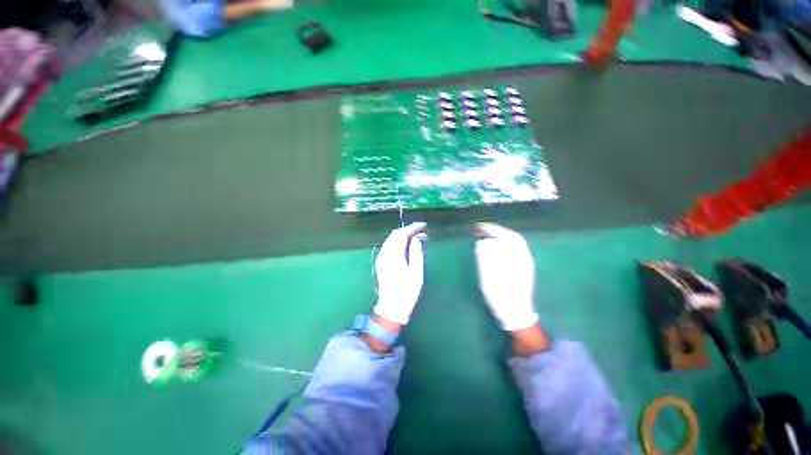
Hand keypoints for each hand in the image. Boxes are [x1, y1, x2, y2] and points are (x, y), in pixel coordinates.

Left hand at [372, 222, 427, 325]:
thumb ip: (416, 252)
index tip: (423, 225)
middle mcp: (384, 253)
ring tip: (417, 237)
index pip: (401, 234)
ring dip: (403, 235)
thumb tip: (416, 238)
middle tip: (422, 231)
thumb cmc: (407, 291)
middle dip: (408, 230)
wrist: (392, 307)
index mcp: (393, 255)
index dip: (412, 227)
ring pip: (391, 239)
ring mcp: (381, 258)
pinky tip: (407, 245)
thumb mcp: (416, 272)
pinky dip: (398, 242)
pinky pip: (389, 246)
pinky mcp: (381, 262)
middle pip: (394, 235)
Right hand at [474, 222, 538, 330]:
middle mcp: (524, 258)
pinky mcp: (525, 269)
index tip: (480, 227)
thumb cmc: (501, 296)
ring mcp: (526, 263)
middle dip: (497, 231)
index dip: (492, 229)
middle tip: (483, 230)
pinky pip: (516, 250)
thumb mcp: (489, 277)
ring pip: (515, 243)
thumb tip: (482, 243)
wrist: (516, 313)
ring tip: (488, 237)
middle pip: (513, 237)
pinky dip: (505, 245)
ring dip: (501, 237)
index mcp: (517, 259)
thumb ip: (486, 258)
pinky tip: (497, 249)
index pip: (506, 236)